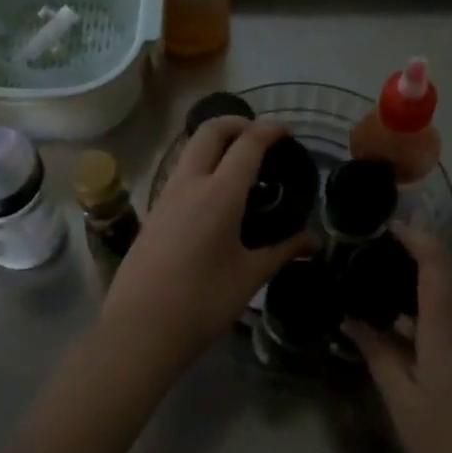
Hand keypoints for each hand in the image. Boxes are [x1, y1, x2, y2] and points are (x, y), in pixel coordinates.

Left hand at [101, 117, 316, 373]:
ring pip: (189, 149)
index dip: (269, 130)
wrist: (139, 330)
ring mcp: (165, 196)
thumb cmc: (202, 303)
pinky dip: (201, 166)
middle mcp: (189, 184)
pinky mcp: (152, 213)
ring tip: (240, 165)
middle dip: (237, 123)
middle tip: (260, 138)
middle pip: (209, 131)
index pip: (247, 143)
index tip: (286, 132)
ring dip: (215, 143)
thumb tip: (312, 241)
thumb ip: (283, 251)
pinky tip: (215, 196)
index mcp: (219, 194)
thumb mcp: (249, 277)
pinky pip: (179, 173)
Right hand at [346, 223, 451, 452]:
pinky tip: (399, 343)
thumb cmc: (450, 445)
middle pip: (441, 280)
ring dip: (413, 299)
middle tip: (366, 269)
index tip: (386, 226)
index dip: (415, 237)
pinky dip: (425, 324)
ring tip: (373, 305)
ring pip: (445, 307)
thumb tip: (352, 318)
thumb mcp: (402, 401)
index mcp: (447, 330)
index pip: (436, 264)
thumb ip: (378, 353)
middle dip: (406, 267)